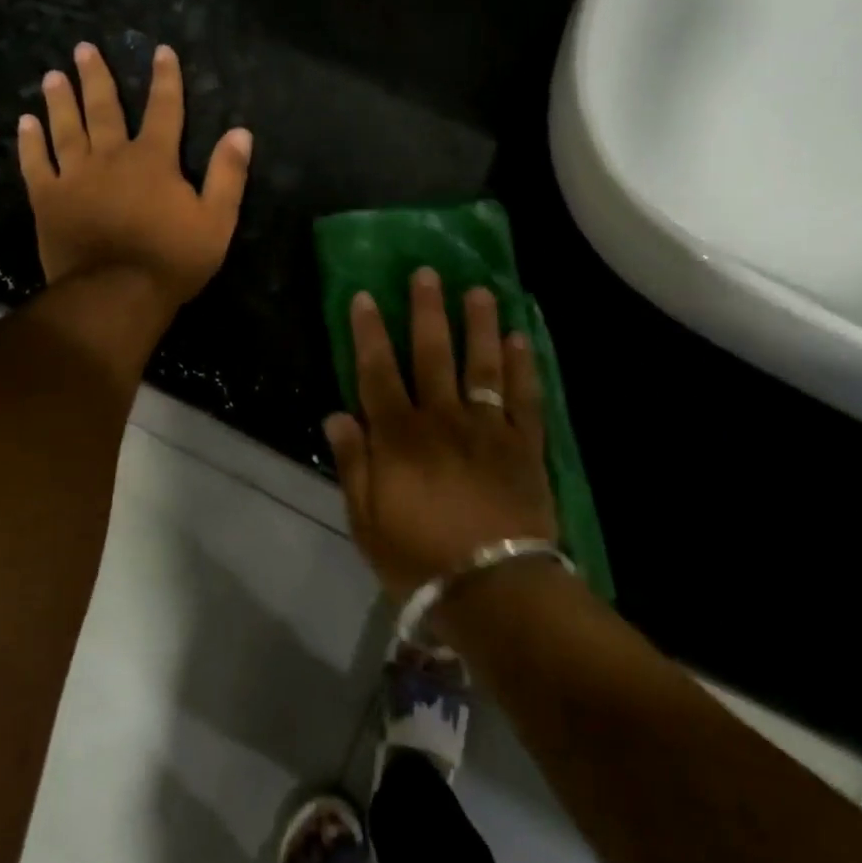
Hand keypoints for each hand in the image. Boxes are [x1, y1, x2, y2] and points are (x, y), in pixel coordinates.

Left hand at [18, 42, 251, 308]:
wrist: (116, 295)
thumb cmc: (171, 260)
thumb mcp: (216, 221)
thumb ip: (227, 175)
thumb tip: (241, 132)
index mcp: (153, 160)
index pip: (164, 109)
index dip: (165, 79)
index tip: (161, 51)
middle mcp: (111, 157)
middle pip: (104, 109)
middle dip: (97, 77)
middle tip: (83, 48)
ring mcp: (75, 177)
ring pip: (67, 129)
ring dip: (61, 100)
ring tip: (53, 75)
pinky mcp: (48, 200)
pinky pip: (36, 164)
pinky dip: (30, 143)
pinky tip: (25, 123)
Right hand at [325, 269, 556, 605]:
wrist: (495, 589)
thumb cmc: (420, 560)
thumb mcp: (367, 522)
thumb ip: (353, 465)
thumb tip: (337, 415)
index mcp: (399, 437)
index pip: (377, 372)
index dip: (368, 332)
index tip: (364, 295)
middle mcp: (442, 419)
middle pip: (433, 354)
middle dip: (426, 311)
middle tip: (427, 273)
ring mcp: (487, 428)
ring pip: (482, 364)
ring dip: (480, 324)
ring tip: (480, 290)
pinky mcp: (524, 445)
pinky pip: (525, 397)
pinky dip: (524, 366)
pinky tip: (521, 339)